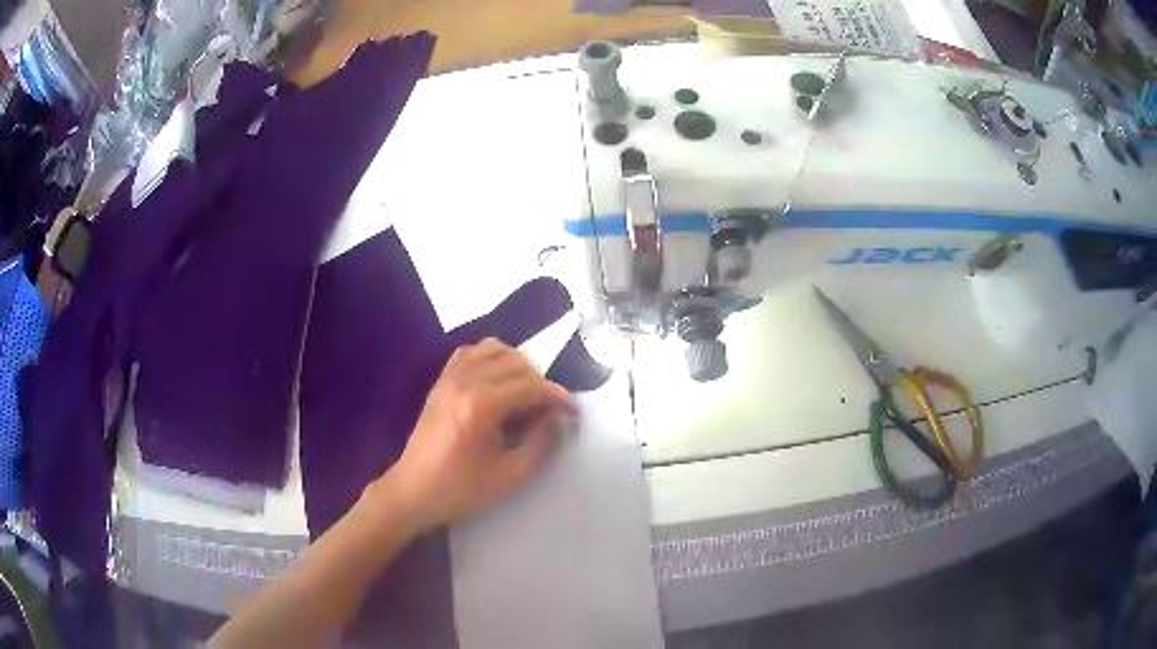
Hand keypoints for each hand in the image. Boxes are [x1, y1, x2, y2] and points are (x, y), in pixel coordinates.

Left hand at [375, 338, 575, 534]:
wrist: (413, 491)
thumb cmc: (461, 489)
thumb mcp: (511, 476)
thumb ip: (542, 444)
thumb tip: (559, 418)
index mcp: (481, 406)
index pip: (531, 386)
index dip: (558, 397)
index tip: (572, 413)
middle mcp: (465, 382)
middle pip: (517, 363)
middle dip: (540, 384)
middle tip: (548, 412)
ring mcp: (449, 378)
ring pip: (494, 349)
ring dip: (517, 366)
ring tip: (525, 394)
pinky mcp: (441, 381)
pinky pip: (471, 352)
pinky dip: (491, 358)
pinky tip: (497, 382)